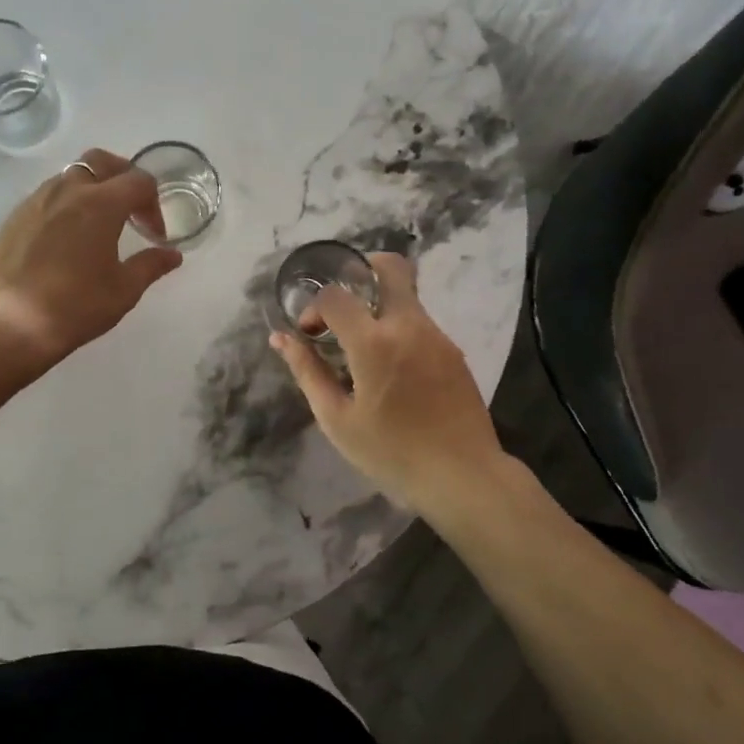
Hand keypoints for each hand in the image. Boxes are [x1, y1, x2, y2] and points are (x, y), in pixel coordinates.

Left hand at [0, 148, 183, 364]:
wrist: (9, 325)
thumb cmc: (76, 306)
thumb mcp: (123, 290)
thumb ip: (150, 265)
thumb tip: (172, 255)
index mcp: (100, 203)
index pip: (138, 182)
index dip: (154, 205)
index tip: (154, 235)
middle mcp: (67, 191)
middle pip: (101, 161)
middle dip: (122, 176)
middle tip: (130, 208)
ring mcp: (35, 201)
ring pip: (70, 177)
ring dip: (91, 189)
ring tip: (97, 225)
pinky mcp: (13, 218)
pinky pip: (46, 197)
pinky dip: (64, 206)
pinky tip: (65, 240)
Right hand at [270, 253, 505, 516]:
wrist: (463, 475)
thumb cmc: (392, 452)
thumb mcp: (337, 418)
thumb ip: (307, 371)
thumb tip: (280, 339)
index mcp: (374, 343)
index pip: (335, 296)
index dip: (314, 307)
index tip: (310, 334)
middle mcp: (409, 326)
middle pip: (390, 268)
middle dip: (360, 272)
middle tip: (341, 305)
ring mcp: (437, 335)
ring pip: (405, 296)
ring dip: (378, 307)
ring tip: (361, 346)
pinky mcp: (453, 351)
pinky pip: (420, 323)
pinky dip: (398, 329)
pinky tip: (390, 368)